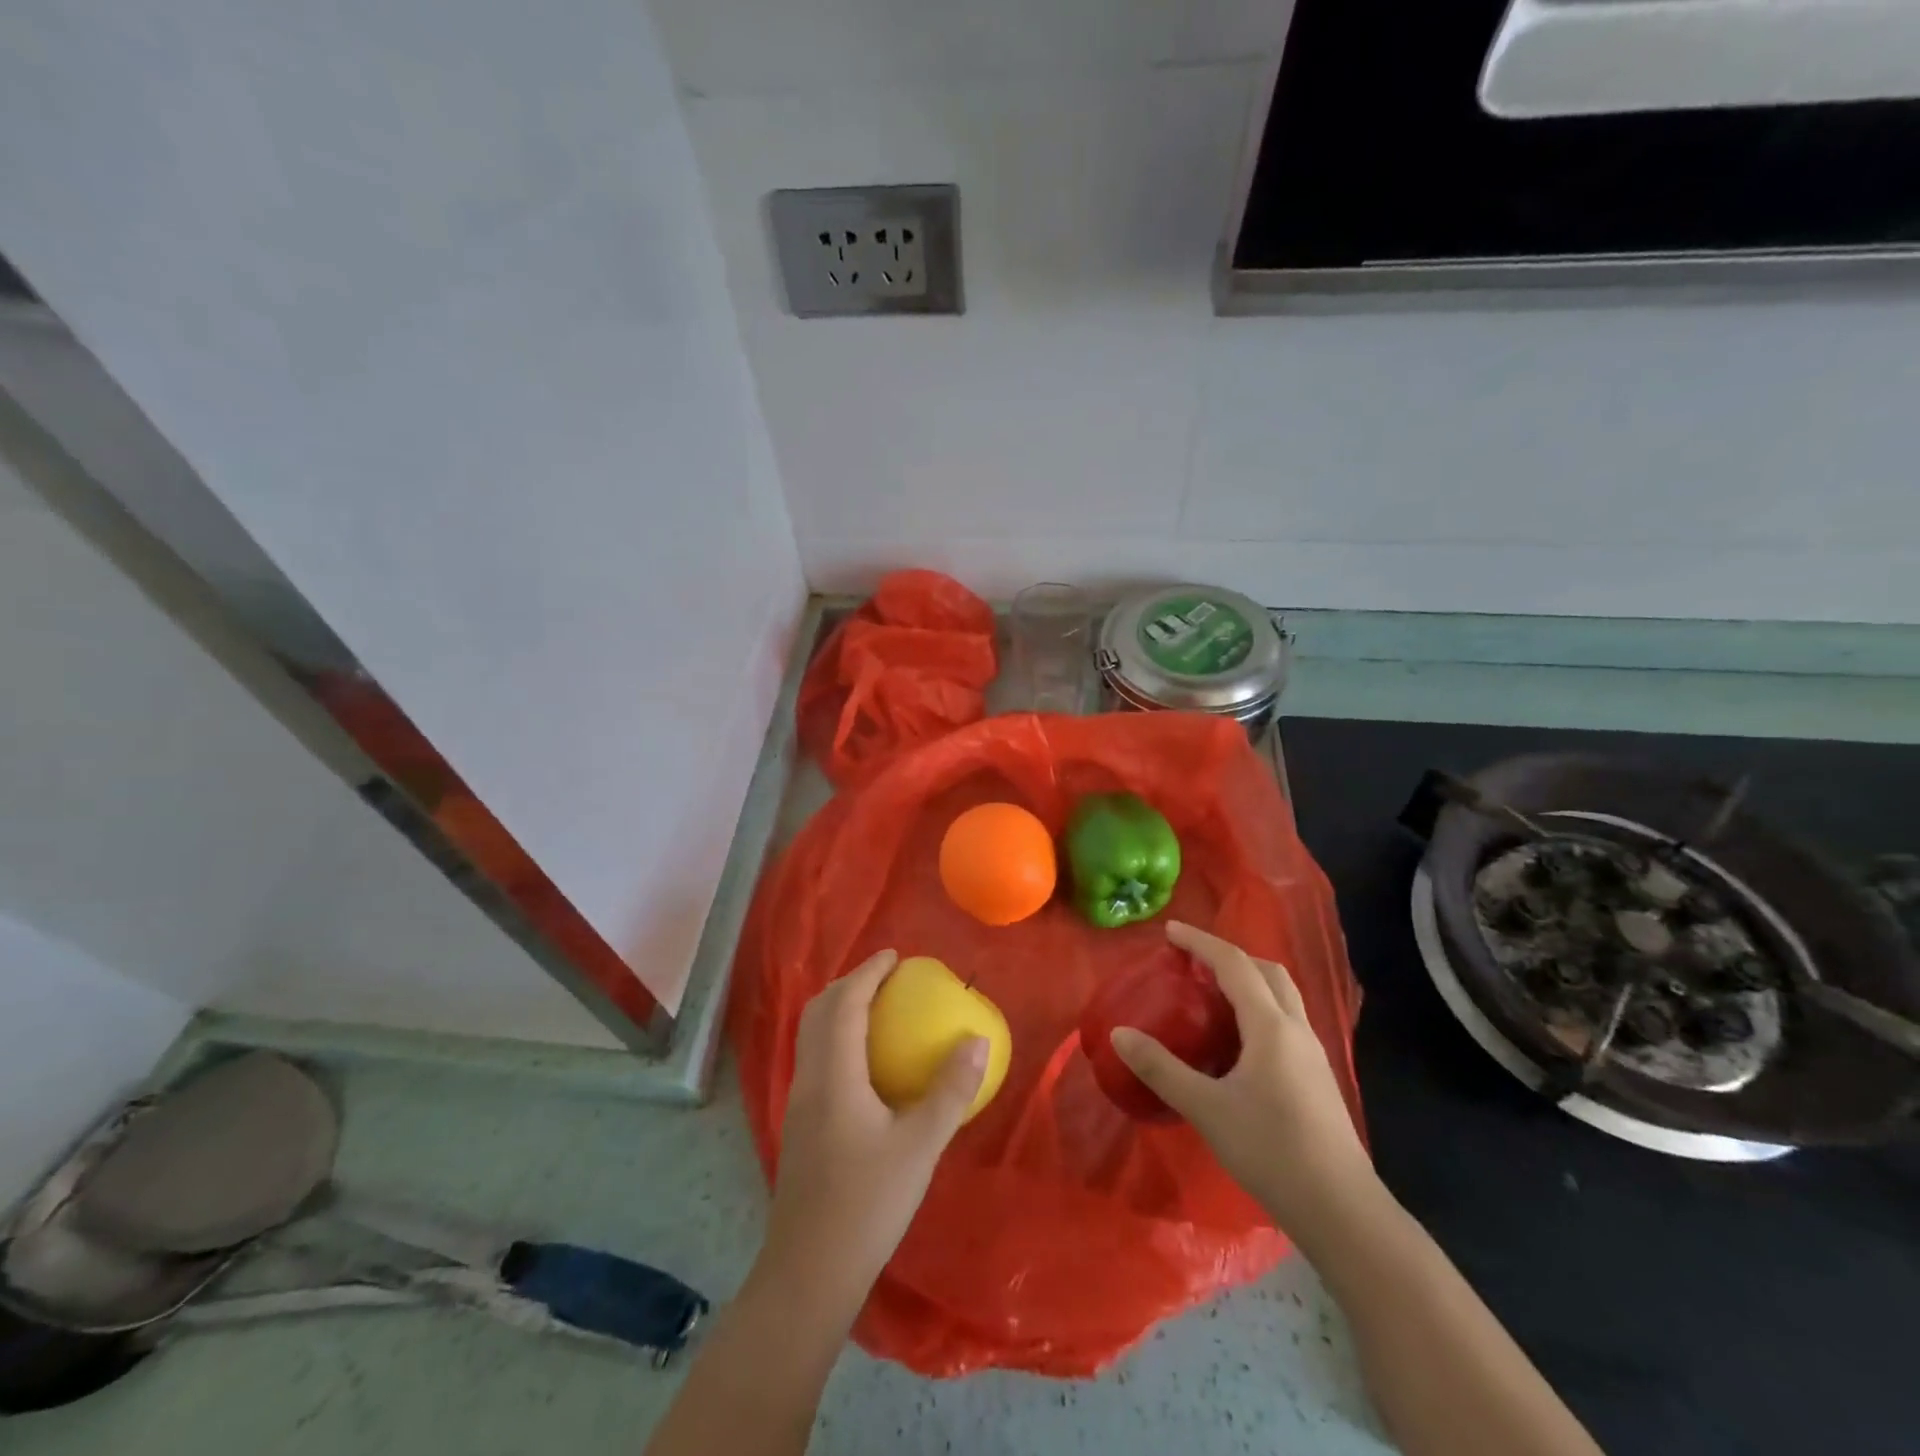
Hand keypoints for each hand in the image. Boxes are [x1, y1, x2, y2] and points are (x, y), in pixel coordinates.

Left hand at [761, 950, 988, 1300]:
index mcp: (833, 1074)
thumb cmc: (867, 1204)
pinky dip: (837, 1039)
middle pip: (818, 1011)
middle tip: (886, 978)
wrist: (809, 1273)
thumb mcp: (920, 1146)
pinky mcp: (799, 1126)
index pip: (844, 1003)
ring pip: (812, 1036)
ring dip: (840, 1010)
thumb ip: (950, 1090)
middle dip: (849, 984)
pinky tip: (866, 1065)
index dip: (867, 972)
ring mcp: (798, 1104)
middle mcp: (808, 1079)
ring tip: (878, 1011)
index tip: (895, 957)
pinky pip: (816, 1059)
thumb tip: (977, 1040)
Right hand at [1112, 921, 1377, 1244]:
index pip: (1234, 964)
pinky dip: (1259, 1009)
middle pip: (1267, 971)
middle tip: (1193, 963)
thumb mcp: (1206, 1108)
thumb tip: (1119, 1034)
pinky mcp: (1317, 1077)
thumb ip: (1161, 1068)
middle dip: (1229, 957)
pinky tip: (1239, 1041)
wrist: (1341, 1210)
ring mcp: (1312, 1054)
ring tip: (1212, 995)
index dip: (1201, 943)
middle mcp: (1296, 1029)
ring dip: (1248, 981)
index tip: (1170, 932)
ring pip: (1282, 996)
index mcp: (1270, 1026)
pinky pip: (1286, 1021)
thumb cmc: (1271, 1151)